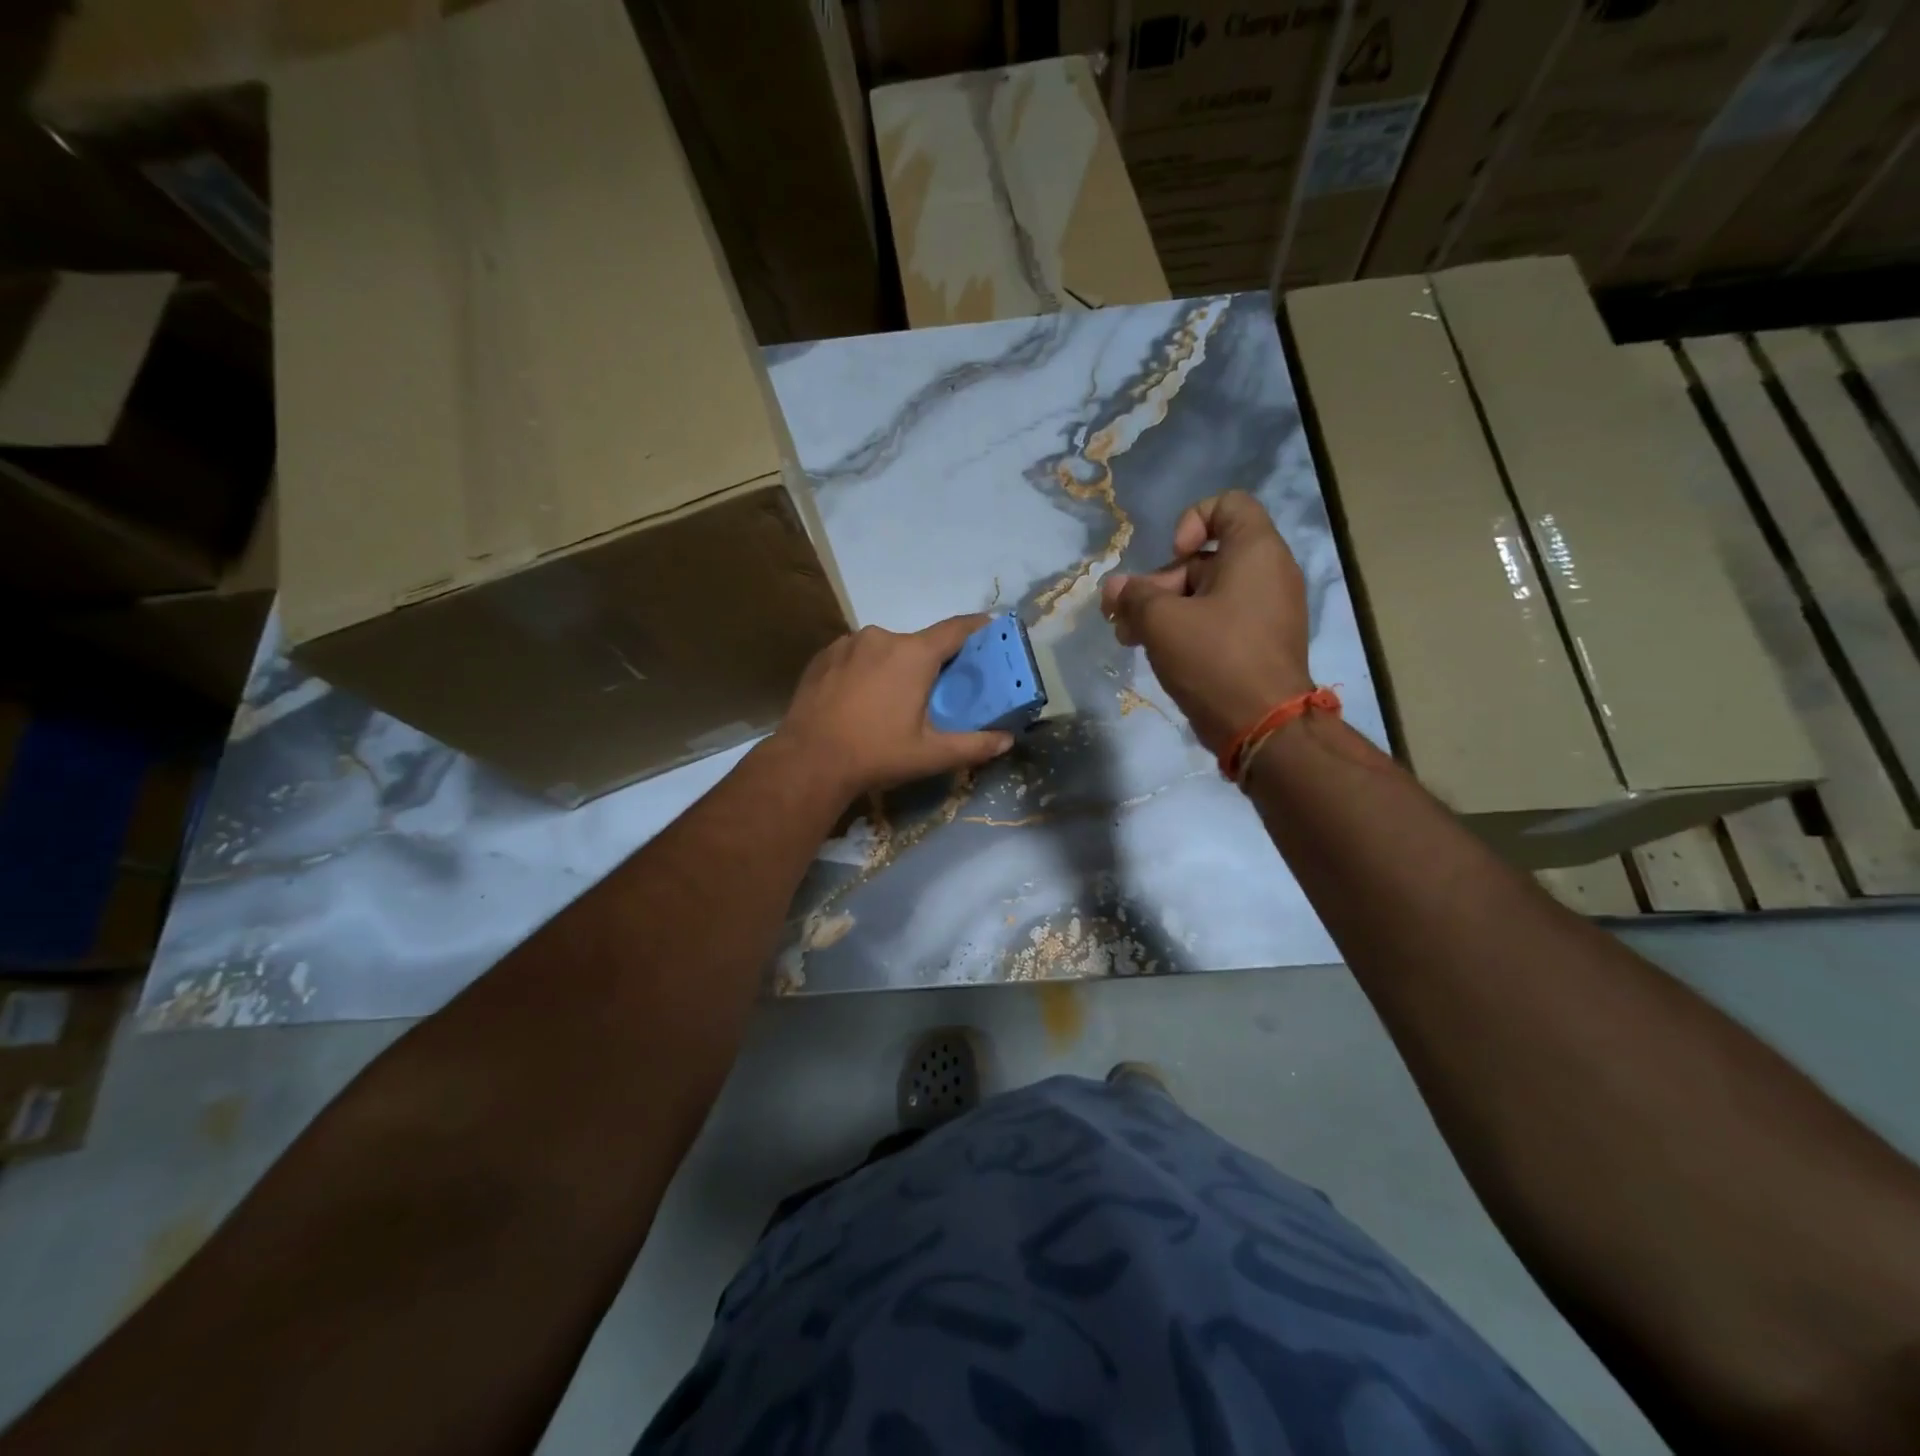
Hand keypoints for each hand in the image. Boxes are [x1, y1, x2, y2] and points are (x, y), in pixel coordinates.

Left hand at [777, 615, 1015, 798]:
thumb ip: (974, 745)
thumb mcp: (931, 755)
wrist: (808, 761)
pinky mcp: (823, 655)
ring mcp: (848, 643)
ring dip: (894, 667)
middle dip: (930, 662)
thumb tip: (1008, 740)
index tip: (991, 627)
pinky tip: (860, 698)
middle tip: (935, 692)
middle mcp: (882, 637)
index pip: (956, 629)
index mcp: (913, 654)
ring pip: (884, 649)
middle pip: (918, 643)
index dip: (977, 627)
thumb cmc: (876, 754)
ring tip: (891, 701)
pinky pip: (856, 655)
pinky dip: (865, 670)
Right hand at [1099, 491, 1312, 753]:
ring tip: (1130, 638)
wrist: (1263, 727)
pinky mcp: (1258, 643)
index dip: (1191, 520)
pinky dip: (1186, 629)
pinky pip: (1218, 621)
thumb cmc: (1215, 658)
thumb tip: (1114, 588)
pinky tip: (1155, 652)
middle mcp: (1267, 573)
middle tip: (1125, 615)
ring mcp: (1266, 611)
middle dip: (1159, 582)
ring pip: (1205, 594)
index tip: (1172, 555)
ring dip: (1163, 610)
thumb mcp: (1162, 621)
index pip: (1227, 505)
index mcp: (1255, 552)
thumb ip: (1133, 596)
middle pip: (1205, 557)